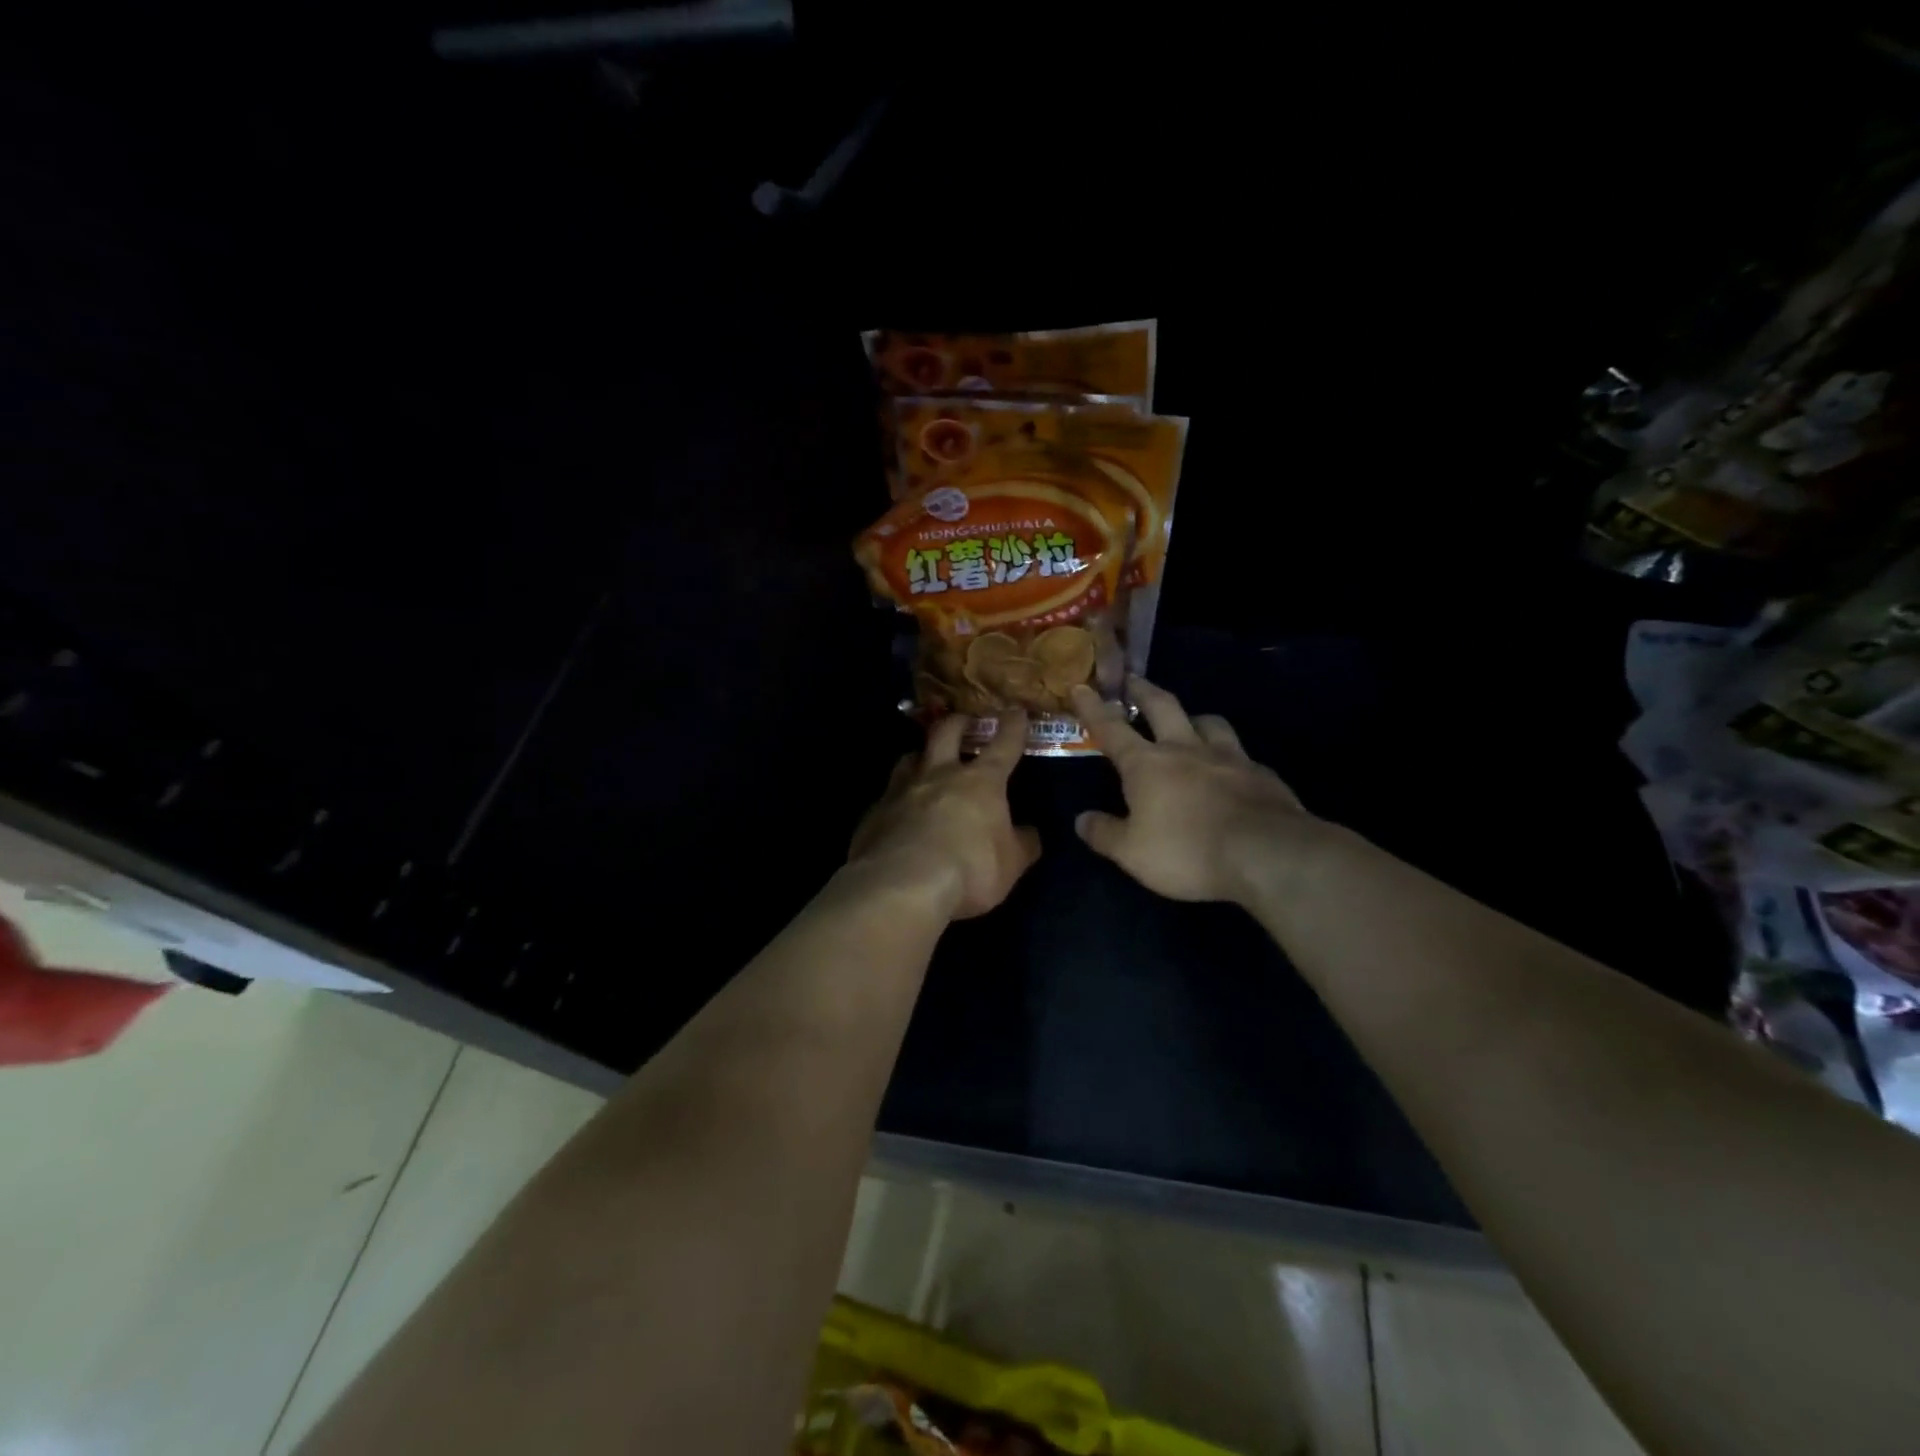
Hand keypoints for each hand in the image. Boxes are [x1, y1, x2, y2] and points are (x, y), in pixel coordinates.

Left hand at [847, 712, 1042, 919]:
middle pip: (946, 733)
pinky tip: (897, 811)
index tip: (1015, 711)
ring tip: (924, 760)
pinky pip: (887, 795)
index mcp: (980, 782)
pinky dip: (896, 797)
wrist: (902, 885)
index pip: (1003, 745)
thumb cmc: (970, 869)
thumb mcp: (1011, 864)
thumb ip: (1022, 844)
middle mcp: (939, 775)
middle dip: (958, 722)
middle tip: (963, 720)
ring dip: (920, 755)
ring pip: (910, 757)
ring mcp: (901, 790)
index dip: (1012, 727)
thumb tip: (1029, 833)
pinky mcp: (874, 813)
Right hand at [1069, 679, 1319, 903]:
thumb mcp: (1132, 853)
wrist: (1267, 854)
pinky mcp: (1262, 774)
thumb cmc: (1187, 851)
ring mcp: (1228, 757)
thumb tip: (1081, 819)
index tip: (1081, 686)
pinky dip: (1229, 754)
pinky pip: (1240, 753)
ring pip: (1208, 722)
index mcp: (1146, 764)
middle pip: (1162, 707)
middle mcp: (1185, 749)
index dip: (1093, 708)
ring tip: (1189, 721)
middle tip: (1133, 680)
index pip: (1111, 728)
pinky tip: (1231, 768)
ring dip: (1193, 717)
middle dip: (1143, 691)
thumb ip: (1105, 833)